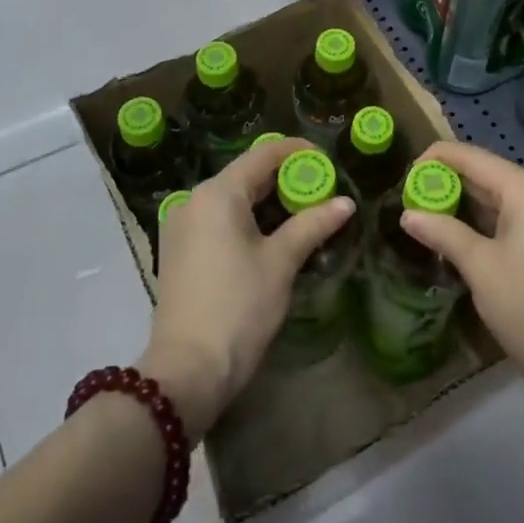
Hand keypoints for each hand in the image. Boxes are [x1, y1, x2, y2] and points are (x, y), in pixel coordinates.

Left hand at [141, 136, 352, 439]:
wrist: (187, 370)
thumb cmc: (239, 307)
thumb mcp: (281, 262)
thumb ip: (313, 224)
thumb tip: (346, 203)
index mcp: (218, 194)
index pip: (264, 154)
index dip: (298, 152)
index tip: (327, 161)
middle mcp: (194, 201)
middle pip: (246, 175)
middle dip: (285, 180)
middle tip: (322, 192)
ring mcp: (181, 227)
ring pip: (232, 200)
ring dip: (268, 203)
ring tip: (304, 215)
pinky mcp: (178, 251)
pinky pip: (218, 221)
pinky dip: (247, 221)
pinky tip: (271, 238)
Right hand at [400, 141, 523, 389]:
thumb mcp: (479, 266)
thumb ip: (443, 233)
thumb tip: (408, 215)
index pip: (473, 157)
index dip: (436, 159)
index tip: (406, 175)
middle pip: (489, 174)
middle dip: (450, 183)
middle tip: (412, 198)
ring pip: (502, 196)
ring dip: (467, 204)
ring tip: (430, 215)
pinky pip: (516, 215)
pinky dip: (488, 220)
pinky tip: (463, 234)